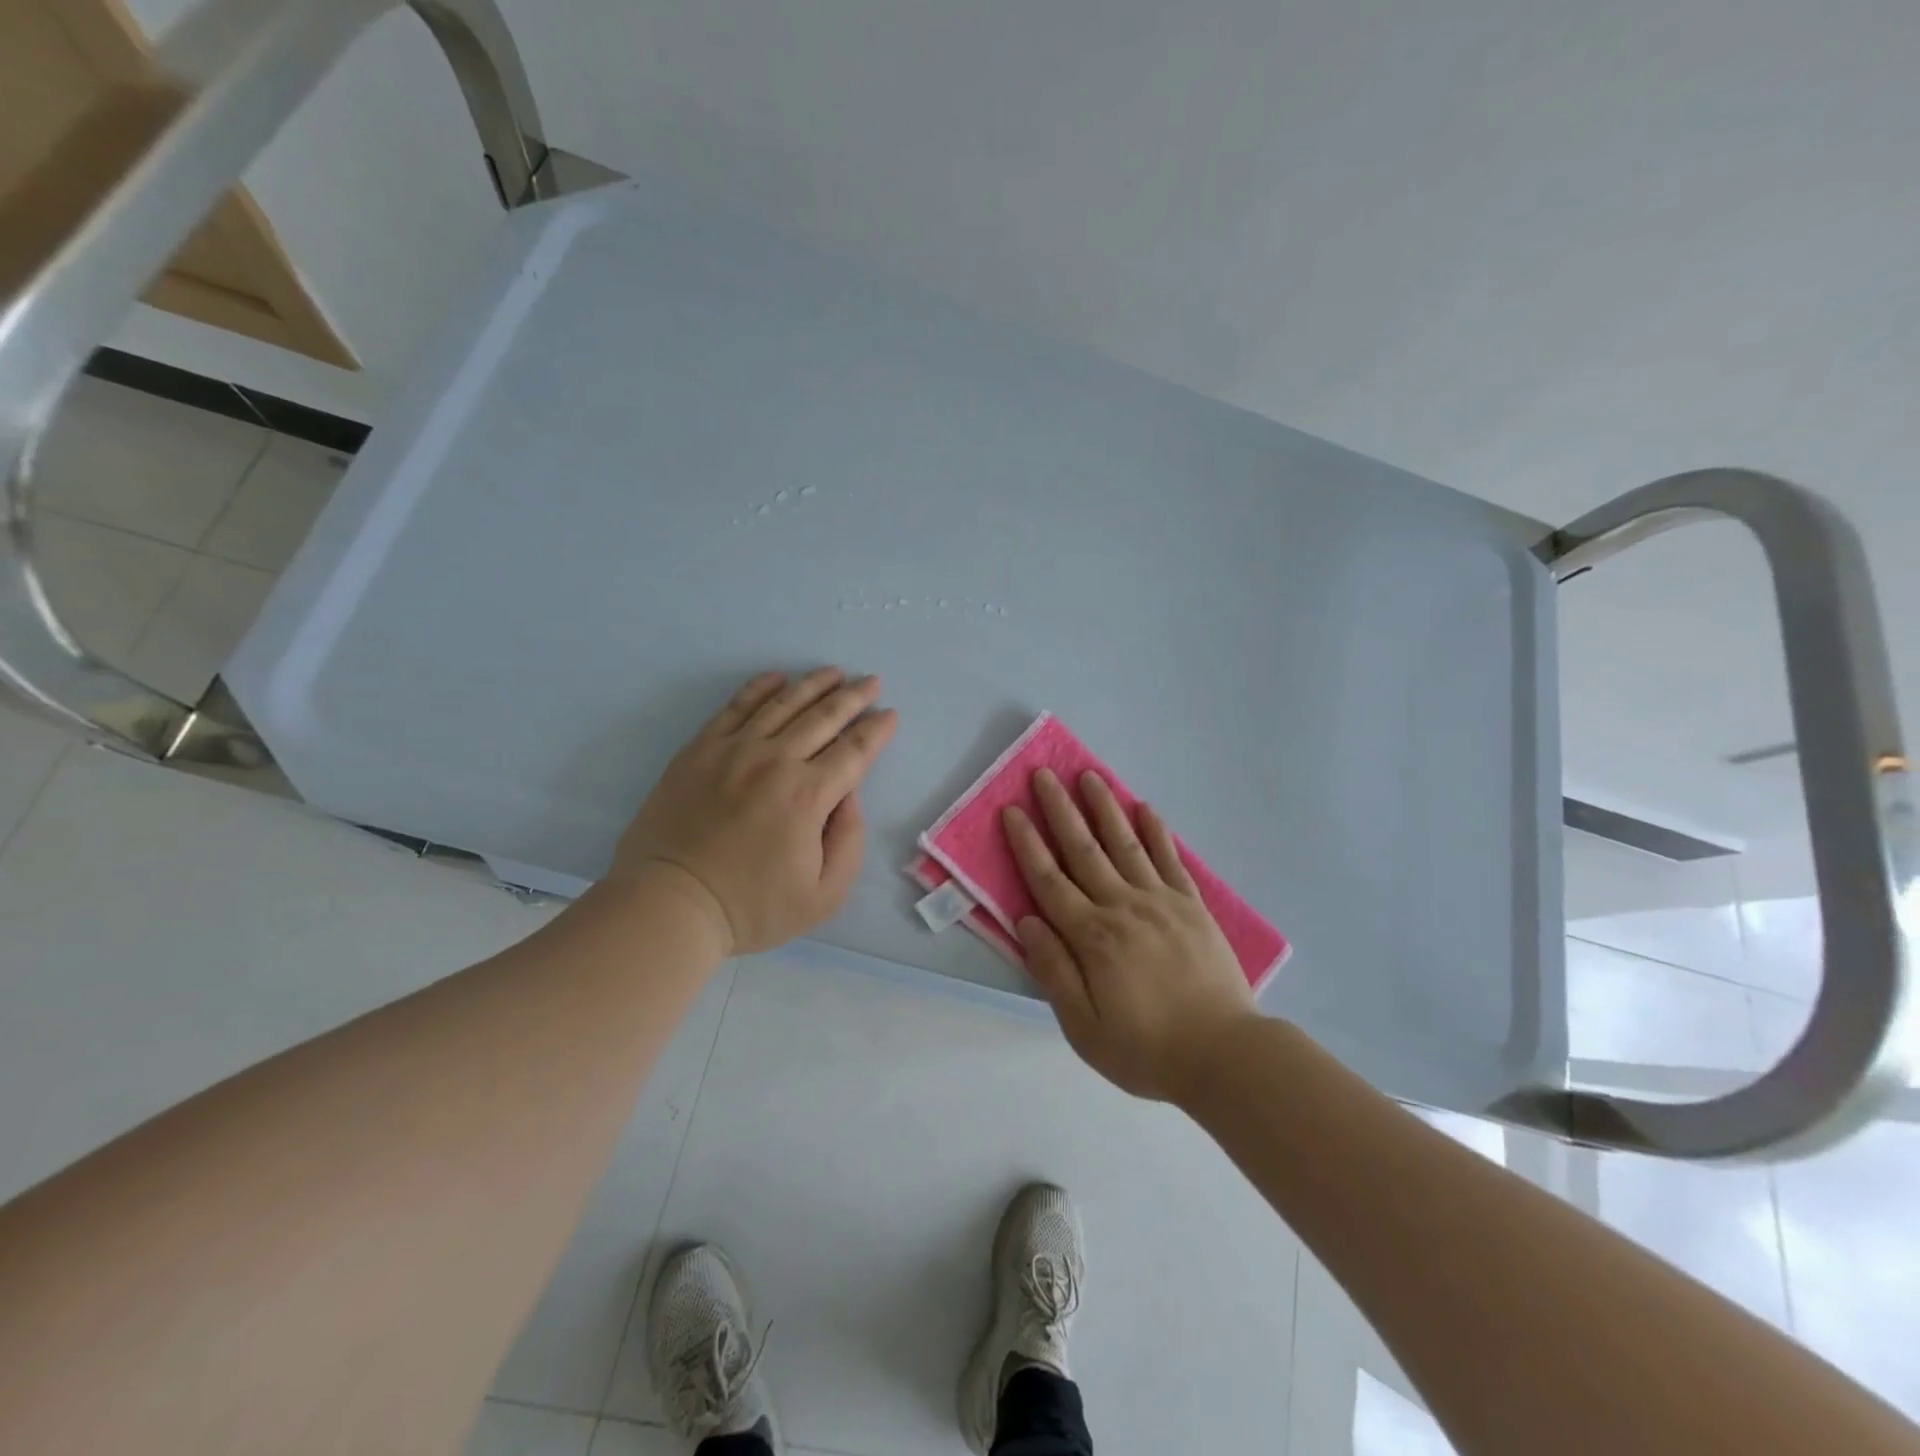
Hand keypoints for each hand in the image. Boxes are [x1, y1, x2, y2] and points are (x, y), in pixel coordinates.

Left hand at [614, 668, 898, 954]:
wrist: (670, 904)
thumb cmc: (751, 907)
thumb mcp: (823, 895)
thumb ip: (849, 840)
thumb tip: (849, 794)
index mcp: (808, 796)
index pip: (854, 751)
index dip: (877, 730)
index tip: (890, 714)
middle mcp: (775, 761)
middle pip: (824, 717)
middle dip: (853, 697)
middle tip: (871, 682)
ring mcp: (734, 750)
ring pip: (783, 703)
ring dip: (814, 684)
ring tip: (834, 672)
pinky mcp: (700, 749)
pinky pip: (736, 707)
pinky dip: (760, 688)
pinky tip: (778, 678)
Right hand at [1003, 769, 1256, 1101]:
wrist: (1224, 1055)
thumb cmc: (1146, 1048)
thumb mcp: (1084, 1027)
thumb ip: (1053, 970)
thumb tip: (1027, 920)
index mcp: (1092, 937)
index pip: (1049, 880)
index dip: (1027, 844)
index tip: (1012, 811)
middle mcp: (1123, 907)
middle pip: (1084, 850)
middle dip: (1060, 810)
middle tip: (1044, 774)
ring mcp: (1161, 902)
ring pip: (1125, 844)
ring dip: (1104, 808)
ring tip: (1089, 775)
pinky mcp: (1192, 906)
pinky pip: (1170, 859)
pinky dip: (1156, 832)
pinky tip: (1144, 808)